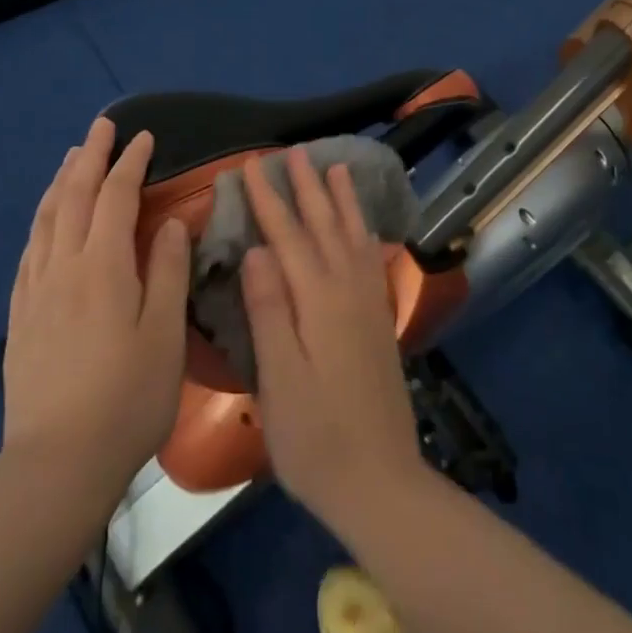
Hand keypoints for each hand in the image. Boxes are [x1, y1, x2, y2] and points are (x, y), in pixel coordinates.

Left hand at [1, 115, 189, 503]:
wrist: (57, 463)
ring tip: (73, 157)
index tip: (143, 137)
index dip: (131, 163)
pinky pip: (29, 249)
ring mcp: (36, 290)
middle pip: (76, 196)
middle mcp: (64, 266)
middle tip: (102, 126)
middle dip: (91, 156)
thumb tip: (174, 222)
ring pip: (46, 218)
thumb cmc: (128, 398)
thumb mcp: (165, 335)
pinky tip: (45, 218)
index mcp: (104, 267)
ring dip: (62, 181)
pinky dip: (41, 219)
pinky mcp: (21, 315)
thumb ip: (169, 272)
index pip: (117, 197)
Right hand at [239, 149, 427, 531]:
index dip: (267, 198)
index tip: (250, 164)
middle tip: (293, 151)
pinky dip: (363, 230)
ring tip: (336, 167)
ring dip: (342, 199)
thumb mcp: (279, 379)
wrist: (381, 482)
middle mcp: (348, 290)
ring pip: (353, 235)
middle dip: (306, 186)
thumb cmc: (315, 437)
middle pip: (324, 225)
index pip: (287, 236)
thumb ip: (269, 310)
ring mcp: (368, 304)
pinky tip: (361, 227)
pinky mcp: (379, 320)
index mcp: (317, 301)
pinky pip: (370, 257)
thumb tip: (257, 248)